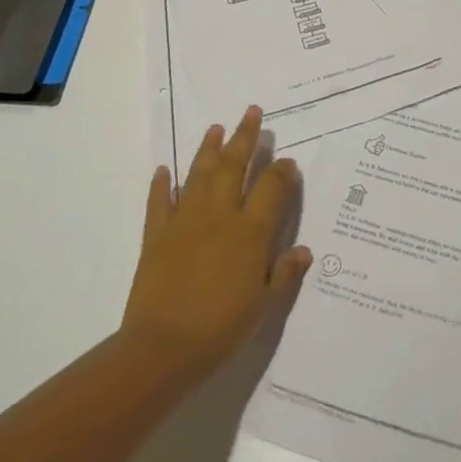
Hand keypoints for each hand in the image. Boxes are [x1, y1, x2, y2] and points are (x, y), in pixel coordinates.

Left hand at [122, 107, 310, 380]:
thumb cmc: (222, 328)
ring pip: (198, 175)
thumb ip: (285, 273)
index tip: (287, 160)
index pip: (271, 188)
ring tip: (216, 127)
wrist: (163, 349)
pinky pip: (159, 203)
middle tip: (252, 112)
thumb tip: (304, 250)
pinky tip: (164, 169)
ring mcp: (185, 222)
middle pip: (233, 166)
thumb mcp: (265, 305)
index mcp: (251, 232)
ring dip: (208, 149)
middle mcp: (220, 217)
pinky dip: (161, 184)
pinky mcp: (156, 235)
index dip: (282, 171)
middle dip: (245, 138)